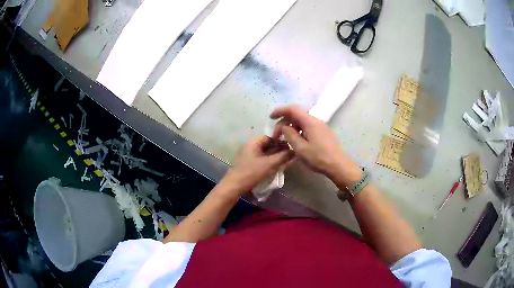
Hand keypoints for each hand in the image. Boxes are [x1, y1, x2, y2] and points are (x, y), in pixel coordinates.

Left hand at [224, 135, 292, 193]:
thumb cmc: (251, 172)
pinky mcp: (247, 163)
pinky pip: (260, 159)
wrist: (234, 186)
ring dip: (274, 156)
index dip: (280, 141)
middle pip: (267, 144)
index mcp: (253, 142)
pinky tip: (275, 167)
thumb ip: (283, 157)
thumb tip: (294, 150)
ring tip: (284, 161)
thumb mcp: (269, 164)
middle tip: (289, 155)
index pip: (270, 137)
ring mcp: (247, 155)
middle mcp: (249, 146)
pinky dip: (268, 161)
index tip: (290, 147)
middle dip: (278, 149)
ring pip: (264, 152)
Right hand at [270, 105, 361, 187]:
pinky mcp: (323, 133)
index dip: (280, 111)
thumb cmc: (318, 157)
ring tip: (285, 139)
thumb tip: (285, 127)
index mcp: (310, 122)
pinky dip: (299, 130)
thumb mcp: (300, 148)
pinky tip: (296, 141)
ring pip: (302, 121)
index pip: (293, 109)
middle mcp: (316, 121)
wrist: (338, 165)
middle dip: (284, 122)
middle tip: (277, 135)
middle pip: (297, 115)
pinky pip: (308, 127)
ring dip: (291, 127)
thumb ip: (290, 135)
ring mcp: (321, 126)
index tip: (271, 117)